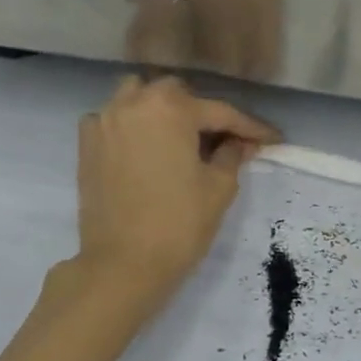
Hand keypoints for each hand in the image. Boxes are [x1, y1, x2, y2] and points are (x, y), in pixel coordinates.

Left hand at [69, 74, 277, 311]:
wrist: (123, 265)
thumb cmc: (178, 225)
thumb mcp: (219, 188)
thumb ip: (232, 155)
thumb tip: (239, 142)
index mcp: (171, 109)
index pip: (220, 112)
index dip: (250, 127)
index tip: (273, 138)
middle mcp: (134, 103)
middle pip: (176, 95)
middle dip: (202, 113)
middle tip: (223, 141)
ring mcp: (104, 121)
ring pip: (138, 97)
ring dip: (162, 110)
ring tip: (180, 137)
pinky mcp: (87, 145)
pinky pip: (113, 120)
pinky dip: (131, 126)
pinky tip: (144, 149)